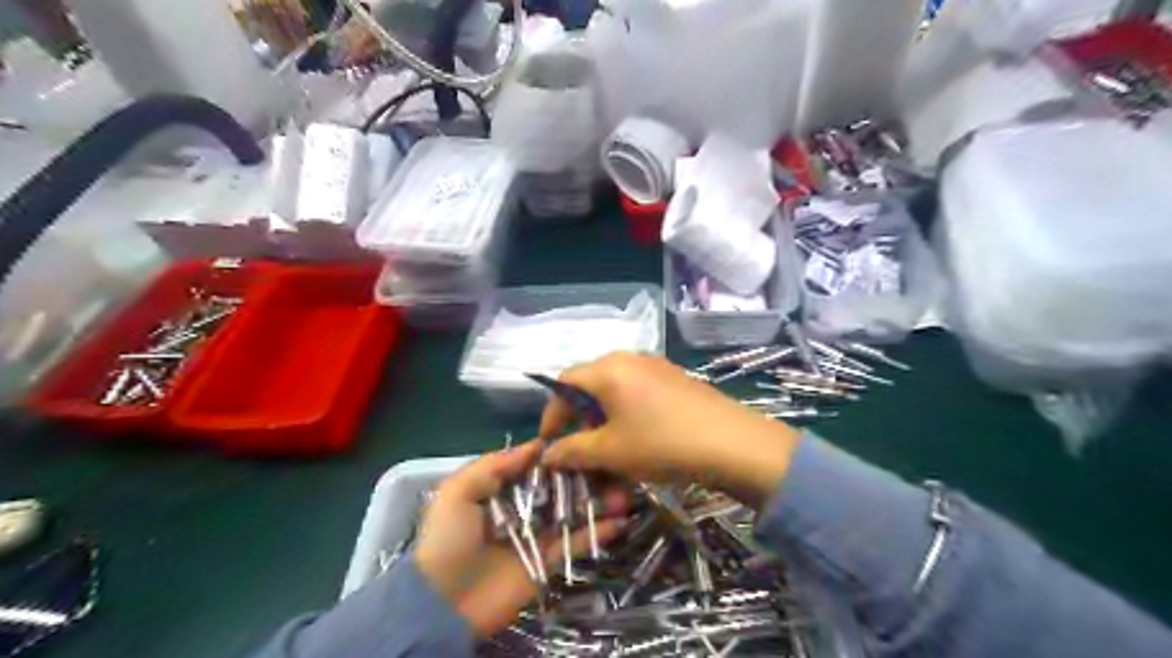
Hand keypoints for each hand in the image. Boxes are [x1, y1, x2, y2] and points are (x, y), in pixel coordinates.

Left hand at [415, 442, 626, 636]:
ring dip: (597, 501)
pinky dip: (597, 532)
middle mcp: (522, 508)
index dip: (559, 454)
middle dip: (584, 476)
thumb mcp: (458, 492)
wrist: (443, 603)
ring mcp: (537, 535)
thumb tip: (536, 445)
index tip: (585, 439)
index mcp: (499, 489)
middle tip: (612, 465)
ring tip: (624, 491)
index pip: (535, 466)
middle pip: (559, 487)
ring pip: (572, 512)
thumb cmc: (448, 539)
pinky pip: (575, 543)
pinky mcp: (547, 562)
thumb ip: (494, 465)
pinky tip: (619, 520)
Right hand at [539, 353, 807, 502]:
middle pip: (591, 385)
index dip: (551, 413)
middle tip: (583, 451)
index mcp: (608, 369)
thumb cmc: (661, 443)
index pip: (564, 382)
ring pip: (616, 392)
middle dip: (580, 420)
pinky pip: (640, 394)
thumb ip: (573, 451)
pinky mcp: (677, 379)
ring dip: (605, 421)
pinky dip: (629, 416)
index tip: (550, 443)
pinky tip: (641, 441)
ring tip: (612, 452)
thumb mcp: (611, 451)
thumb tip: (547, 454)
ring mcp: (657, 366)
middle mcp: (630, 358)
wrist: (733, 444)